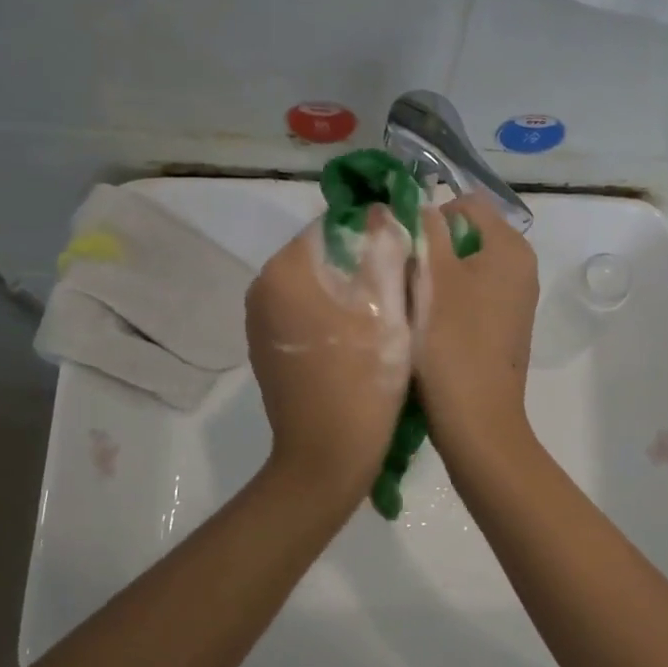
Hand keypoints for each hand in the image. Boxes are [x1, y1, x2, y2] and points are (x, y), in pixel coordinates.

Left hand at [246, 206, 414, 503]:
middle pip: (324, 253)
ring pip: (317, 283)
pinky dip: (332, 313)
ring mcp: (261, 320)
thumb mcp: (388, 307)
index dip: (374, 232)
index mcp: (286, 270)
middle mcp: (263, 287)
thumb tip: (381, 210)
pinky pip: (305, 311)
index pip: (334, 225)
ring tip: (387, 313)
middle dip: (362, 262)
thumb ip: (384, 248)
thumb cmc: (364, 378)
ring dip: (350, 288)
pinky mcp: (267, 346)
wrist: (326, 457)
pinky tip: (360, 338)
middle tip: (403, 286)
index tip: (406, 255)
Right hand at [414, 195, 539, 466]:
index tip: (407, 248)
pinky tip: (431, 324)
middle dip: (433, 248)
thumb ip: (425, 229)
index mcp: (510, 246)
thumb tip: (419, 205)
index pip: (466, 203)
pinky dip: (451, 299)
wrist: (476, 419)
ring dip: (438, 276)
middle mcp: (522, 266)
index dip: (431, 217)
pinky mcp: (506, 324)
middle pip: (467, 234)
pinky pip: (474, 294)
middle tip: (405, 275)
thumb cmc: (451, 341)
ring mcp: (517, 298)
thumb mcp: (431, 275)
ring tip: (414, 302)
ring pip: (467, 266)